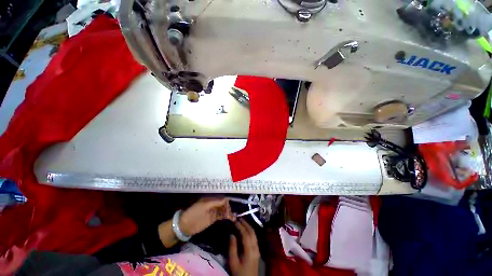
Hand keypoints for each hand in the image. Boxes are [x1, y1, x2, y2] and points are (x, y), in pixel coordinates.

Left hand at [179, 197, 233, 235]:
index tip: (230, 205)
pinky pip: (221, 216)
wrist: (185, 226)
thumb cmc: (194, 213)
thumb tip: (226, 199)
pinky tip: (232, 218)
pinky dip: (227, 217)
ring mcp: (213, 211)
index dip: (226, 201)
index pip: (221, 198)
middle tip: (231, 213)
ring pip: (223, 210)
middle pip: (223, 204)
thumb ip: (216, 202)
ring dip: (229, 212)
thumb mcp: (205, 206)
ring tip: (234, 217)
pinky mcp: (213, 218)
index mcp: (210, 199)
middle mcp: (213, 204)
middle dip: (228, 207)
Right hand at [229, 219, 259, 275]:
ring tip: (242, 221)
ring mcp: (258, 249)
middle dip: (245, 223)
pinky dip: (250, 230)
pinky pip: (254, 237)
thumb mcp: (232, 262)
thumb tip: (232, 234)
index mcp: (249, 250)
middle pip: (252, 232)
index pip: (245, 234)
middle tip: (239, 218)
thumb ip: (232, 247)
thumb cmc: (239, 273)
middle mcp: (255, 247)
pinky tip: (246, 229)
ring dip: (248, 226)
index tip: (234, 221)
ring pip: (254, 233)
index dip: (240, 226)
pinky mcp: (257, 250)